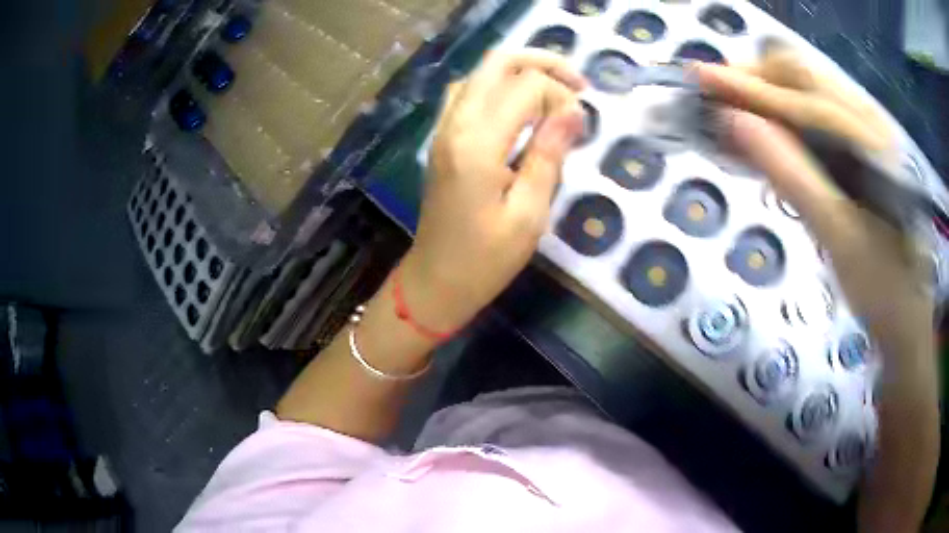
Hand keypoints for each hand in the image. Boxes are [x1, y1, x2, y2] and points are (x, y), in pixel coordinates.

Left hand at [399, 51, 585, 334]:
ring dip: (519, 72)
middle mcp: (455, 123)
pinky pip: (467, 92)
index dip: (561, 95)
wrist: (435, 281)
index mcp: (478, 142)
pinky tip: (518, 108)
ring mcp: (443, 128)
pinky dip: (497, 87)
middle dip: (543, 63)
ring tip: (553, 93)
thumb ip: (549, 154)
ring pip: (480, 72)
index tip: (580, 125)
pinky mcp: (441, 138)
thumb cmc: (485, 259)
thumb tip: (574, 109)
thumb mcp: (529, 214)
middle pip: (497, 61)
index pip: (527, 86)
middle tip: (577, 84)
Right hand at [694, 47, 932, 353]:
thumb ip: (791, 174)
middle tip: (714, 93)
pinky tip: (766, 127)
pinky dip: (784, 110)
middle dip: (754, 77)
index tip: (699, 78)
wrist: (908, 308)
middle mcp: (868, 120)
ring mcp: (867, 128)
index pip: (801, 101)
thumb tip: (734, 122)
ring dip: (767, 90)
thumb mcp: (838, 237)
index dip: (748, 88)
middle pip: (802, 75)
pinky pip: (816, 110)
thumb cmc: (880, 284)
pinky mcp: (862, 143)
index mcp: (870, 142)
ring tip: (732, 105)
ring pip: (807, 87)